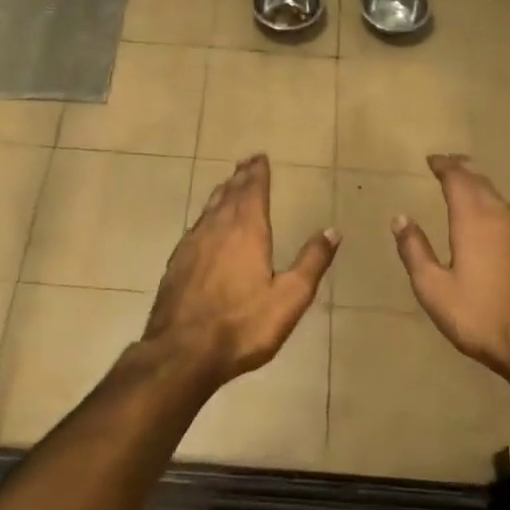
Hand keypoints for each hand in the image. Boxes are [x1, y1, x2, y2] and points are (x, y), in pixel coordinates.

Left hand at [142, 155, 338, 386]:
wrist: (182, 352)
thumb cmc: (243, 325)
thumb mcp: (290, 297)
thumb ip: (311, 262)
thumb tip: (332, 230)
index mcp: (247, 231)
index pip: (253, 192)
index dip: (258, 174)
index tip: (259, 157)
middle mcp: (217, 229)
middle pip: (229, 195)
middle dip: (240, 177)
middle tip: (245, 162)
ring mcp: (192, 245)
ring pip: (209, 209)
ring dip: (221, 193)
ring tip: (227, 184)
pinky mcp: (176, 264)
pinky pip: (195, 227)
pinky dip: (205, 216)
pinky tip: (204, 225)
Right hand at [392, 154, 509, 383]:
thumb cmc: (480, 316)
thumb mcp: (434, 288)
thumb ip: (415, 251)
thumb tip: (400, 218)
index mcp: (473, 221)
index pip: (458, 180)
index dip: (444, 166)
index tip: (432, 160)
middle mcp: (501, 219)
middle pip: (482, 183)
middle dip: (464, 170)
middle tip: (449, 164)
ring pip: (500, 199)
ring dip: (482, 187)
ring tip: (470, 185)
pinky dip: (496, 207)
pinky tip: (494, 220)